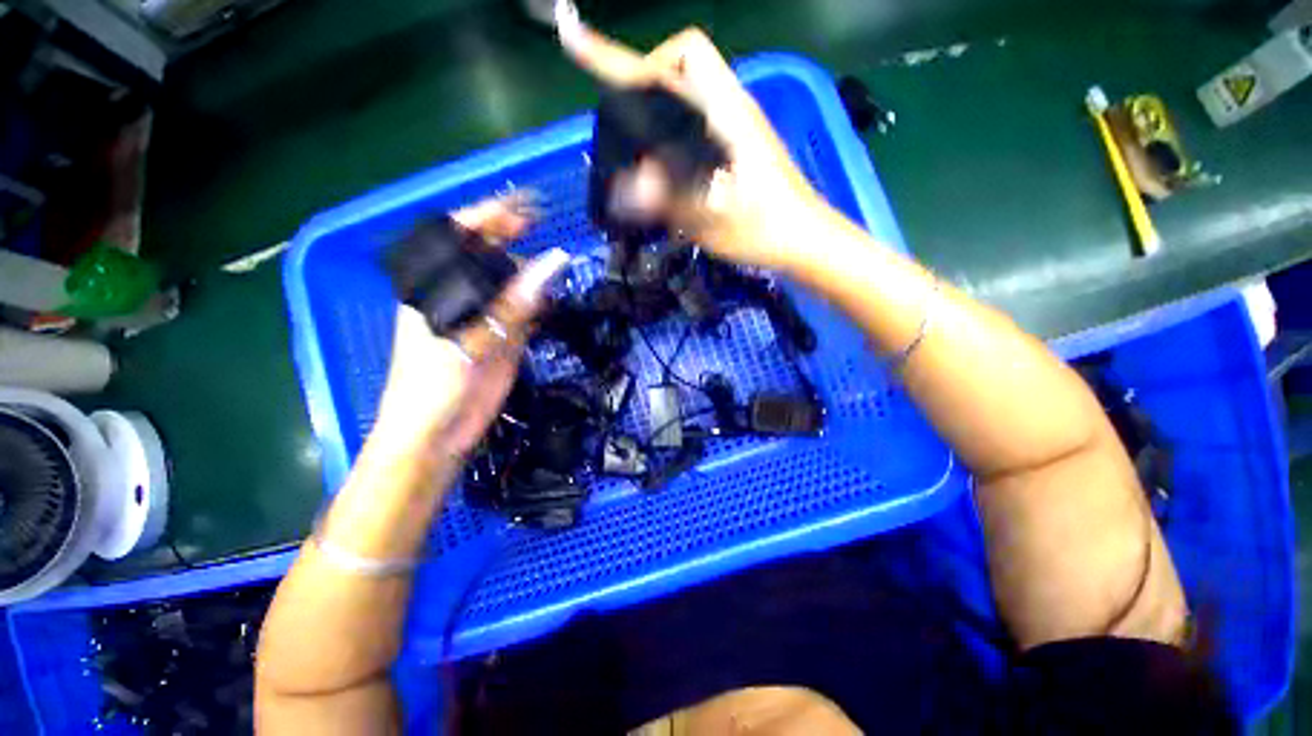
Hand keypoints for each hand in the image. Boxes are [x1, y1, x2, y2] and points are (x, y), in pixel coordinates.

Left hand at [368, 195, 570, 462]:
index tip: (526, 210)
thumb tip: (554, 262)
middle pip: (492, 258)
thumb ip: (514, 304)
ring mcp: (489, 318)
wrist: (438, 435)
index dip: (490, 218)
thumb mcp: (470, 340)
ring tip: (560, 270)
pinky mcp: (508, 339)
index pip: (459, 239)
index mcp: (437, 289)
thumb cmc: (432, 386)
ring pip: (516, 286)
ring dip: (537, 276)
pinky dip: (544, 305)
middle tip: (551, 235)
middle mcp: (464, 297)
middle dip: (519, 242)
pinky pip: (529, 313)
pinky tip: (555, 301)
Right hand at [556, 3, 825, 271]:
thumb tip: (624, 187)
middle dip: (644, 81)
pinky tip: (669, 167)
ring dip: (658, 107)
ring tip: (640, 148)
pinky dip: (675, 131)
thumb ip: (669, 199)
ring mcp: (738, 124)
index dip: (620, 54)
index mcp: (723, 115)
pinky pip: (698, 118)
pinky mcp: (740, 144)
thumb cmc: (765, 230)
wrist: (806, 239)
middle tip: (624, 123)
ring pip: (688, 92)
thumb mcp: (713, 219)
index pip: (672, 62)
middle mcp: (730, 108)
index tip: (576, 41)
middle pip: (680, 64)